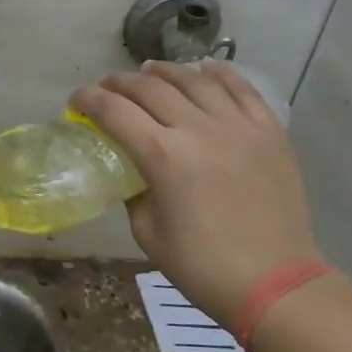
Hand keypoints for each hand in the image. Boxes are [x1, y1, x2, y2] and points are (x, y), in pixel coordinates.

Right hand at [70, 60, 320, 322]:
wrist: (274, 282)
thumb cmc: (202, 266)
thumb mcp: (148, 233)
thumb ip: (135, 192)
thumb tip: (134, 171)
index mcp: (163, 156)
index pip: (114, 111)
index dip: (89, 100)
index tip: (76, 100)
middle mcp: (198, 129)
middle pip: (150, 88)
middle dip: (120, 83)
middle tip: (107, 89)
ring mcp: (238, 125)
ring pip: (195, 80)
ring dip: (165, 72)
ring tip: (150, 72)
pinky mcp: (269, 131)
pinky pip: (242, 89)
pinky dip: (219, 73)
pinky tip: (204, 69)